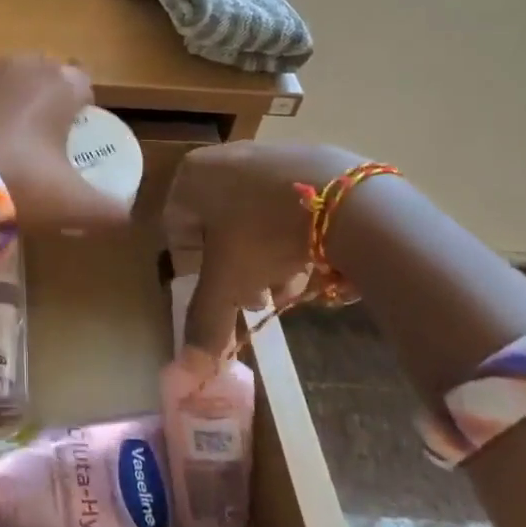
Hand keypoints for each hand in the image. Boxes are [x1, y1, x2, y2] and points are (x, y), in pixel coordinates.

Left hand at [0, 55, 132, 232]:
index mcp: (58, 84)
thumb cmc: (19, 183)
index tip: (78, 140)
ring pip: (8, 86)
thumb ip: (108, 209)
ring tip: (13, 147)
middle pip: (45, 77)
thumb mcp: (74, 206)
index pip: (84, 83)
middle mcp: (20, 69)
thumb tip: (124, 215)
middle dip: (49, 102)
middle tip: (48, 142)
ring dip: (13, 107)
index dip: (85, 110)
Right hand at [165, 141, 367, 356]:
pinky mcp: (309, 160)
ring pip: (257, 219)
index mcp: (193, 176)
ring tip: (294, 286)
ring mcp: (268, 155)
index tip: (223, 297)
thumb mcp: (229, 282)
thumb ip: (205, 321)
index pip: (178, 231)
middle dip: (239, 269)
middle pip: (221, 227)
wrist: (347, 200)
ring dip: (269, 259)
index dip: (196, 272)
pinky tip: (317, 261)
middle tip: (260, 297)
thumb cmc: (264, 235)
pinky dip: (295, 236)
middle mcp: (224, 158)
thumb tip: (189, 371)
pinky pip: (289, 206)